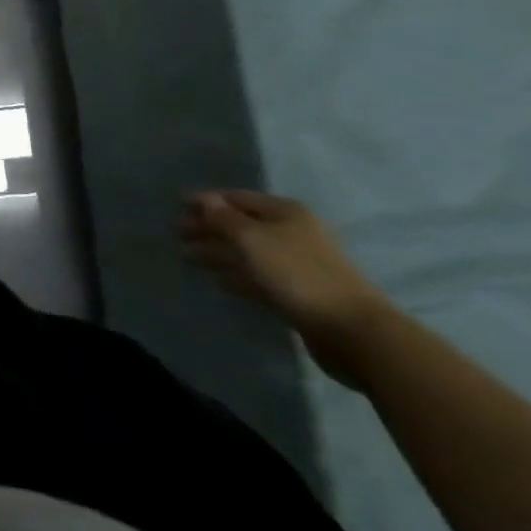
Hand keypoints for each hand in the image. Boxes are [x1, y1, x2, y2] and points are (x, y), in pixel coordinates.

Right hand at [177, 190, 394, 388]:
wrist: (354, 332)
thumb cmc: (299, 274)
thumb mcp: (254, 240)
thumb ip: (225, 219)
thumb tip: (205, 200)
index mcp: (286, 213)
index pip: (238, 199)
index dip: (207, 200)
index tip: (178, 205)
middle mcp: (292, 234)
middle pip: (241, 225)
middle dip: (209, 228)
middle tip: (177, 234)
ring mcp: (296, 265)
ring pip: (247, 253)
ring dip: (218, 253)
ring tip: (187, 257)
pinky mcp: (297, 294)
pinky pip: (258, 278)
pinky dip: (236, 276)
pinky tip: (217, 281)